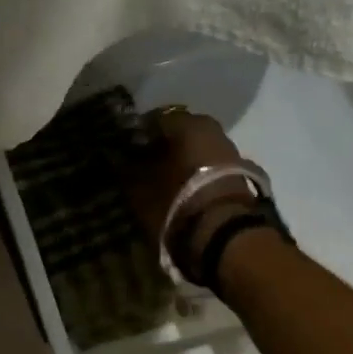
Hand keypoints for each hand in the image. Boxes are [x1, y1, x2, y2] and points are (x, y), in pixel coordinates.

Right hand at [126, 108, 258, 269]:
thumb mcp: (140, 187)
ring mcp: (230, 151)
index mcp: (188, 124)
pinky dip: (193, 172)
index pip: (153, 119)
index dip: (135, 134)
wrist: (224, 234)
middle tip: (139, 164)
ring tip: (158, 179)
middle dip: (159, 146)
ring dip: (177, 160)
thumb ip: (125, 168)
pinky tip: (179, 188)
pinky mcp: (239, 175)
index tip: (122, 149)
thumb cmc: (176, 201)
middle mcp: (212, 129)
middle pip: (178, 133)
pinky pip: (207, 165)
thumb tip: (114, 158)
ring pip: (194, 149)